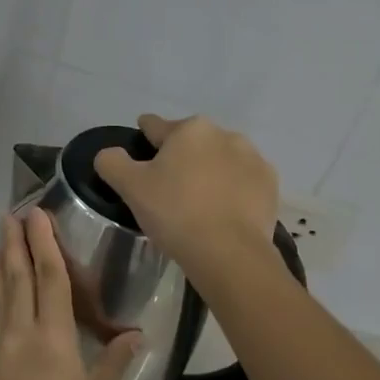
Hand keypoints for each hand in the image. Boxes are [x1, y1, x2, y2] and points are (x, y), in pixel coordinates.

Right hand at [92, 114, 279, 277]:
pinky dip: (233, 191)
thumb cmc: (175, 213)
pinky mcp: (270, 186)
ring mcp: (253, 159)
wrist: (230, 253)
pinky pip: (243, 182)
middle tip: (168, 187)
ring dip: (209, 171)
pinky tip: (223, 212)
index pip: (156, 126)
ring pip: (220, 160)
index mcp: (189, 129)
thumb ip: (112, 162)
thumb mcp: (130, 187)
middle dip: (180, 157)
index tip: (140, 147)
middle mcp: (225, 134)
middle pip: (191, 142)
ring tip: (198, 202)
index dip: (144, 136)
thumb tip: (109, 154)